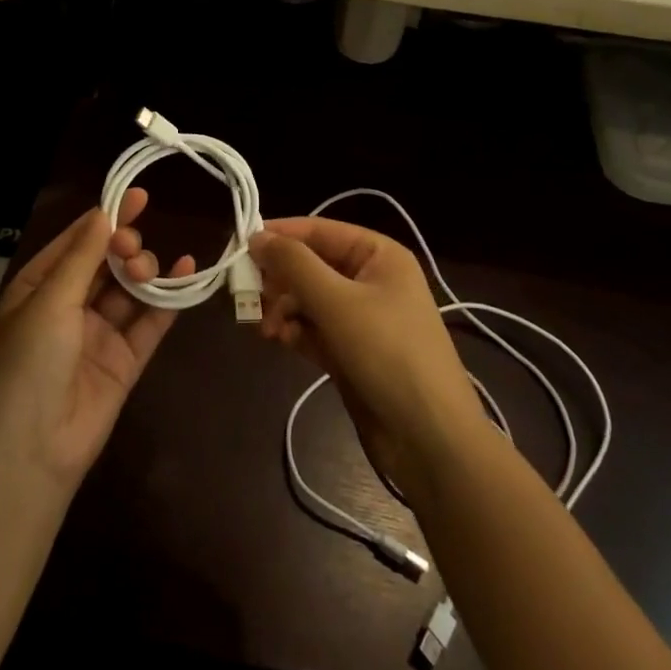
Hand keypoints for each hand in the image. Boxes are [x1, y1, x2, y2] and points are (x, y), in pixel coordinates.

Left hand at [0, 190, 192, 497]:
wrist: (29, 456)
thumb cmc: (27, 366)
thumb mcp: (48, 303)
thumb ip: (82, 257)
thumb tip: (104, 213)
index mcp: (39, 289)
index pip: (76, 243)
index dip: (105, 218)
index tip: (137, 195)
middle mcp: (68, 307)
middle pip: (105, 263)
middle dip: (124, 246)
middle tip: (131, 249)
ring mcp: (98, 335)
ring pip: (129, 289)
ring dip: (143, 271)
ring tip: (146, 269)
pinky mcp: (125, 361)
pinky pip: (151, 322)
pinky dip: (170, 298)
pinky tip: (188, 271)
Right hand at [251, 217, 479, 492]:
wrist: (430, 438)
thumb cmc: (388, 353)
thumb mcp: (337, 302)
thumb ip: (294, 265)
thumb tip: (257, 236)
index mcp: (378, 255)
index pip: (319, 230)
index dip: (280, 235)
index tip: (240, 246)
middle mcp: (370, 280)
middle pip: (311, 265)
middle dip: (279, 279)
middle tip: (248, 294)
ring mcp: (362, 318)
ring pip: (308, 299)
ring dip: (283, 309)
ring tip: (266, 328)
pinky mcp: (352, 351)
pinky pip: (314, 329)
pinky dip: (295, 331)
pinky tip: (279, 341)